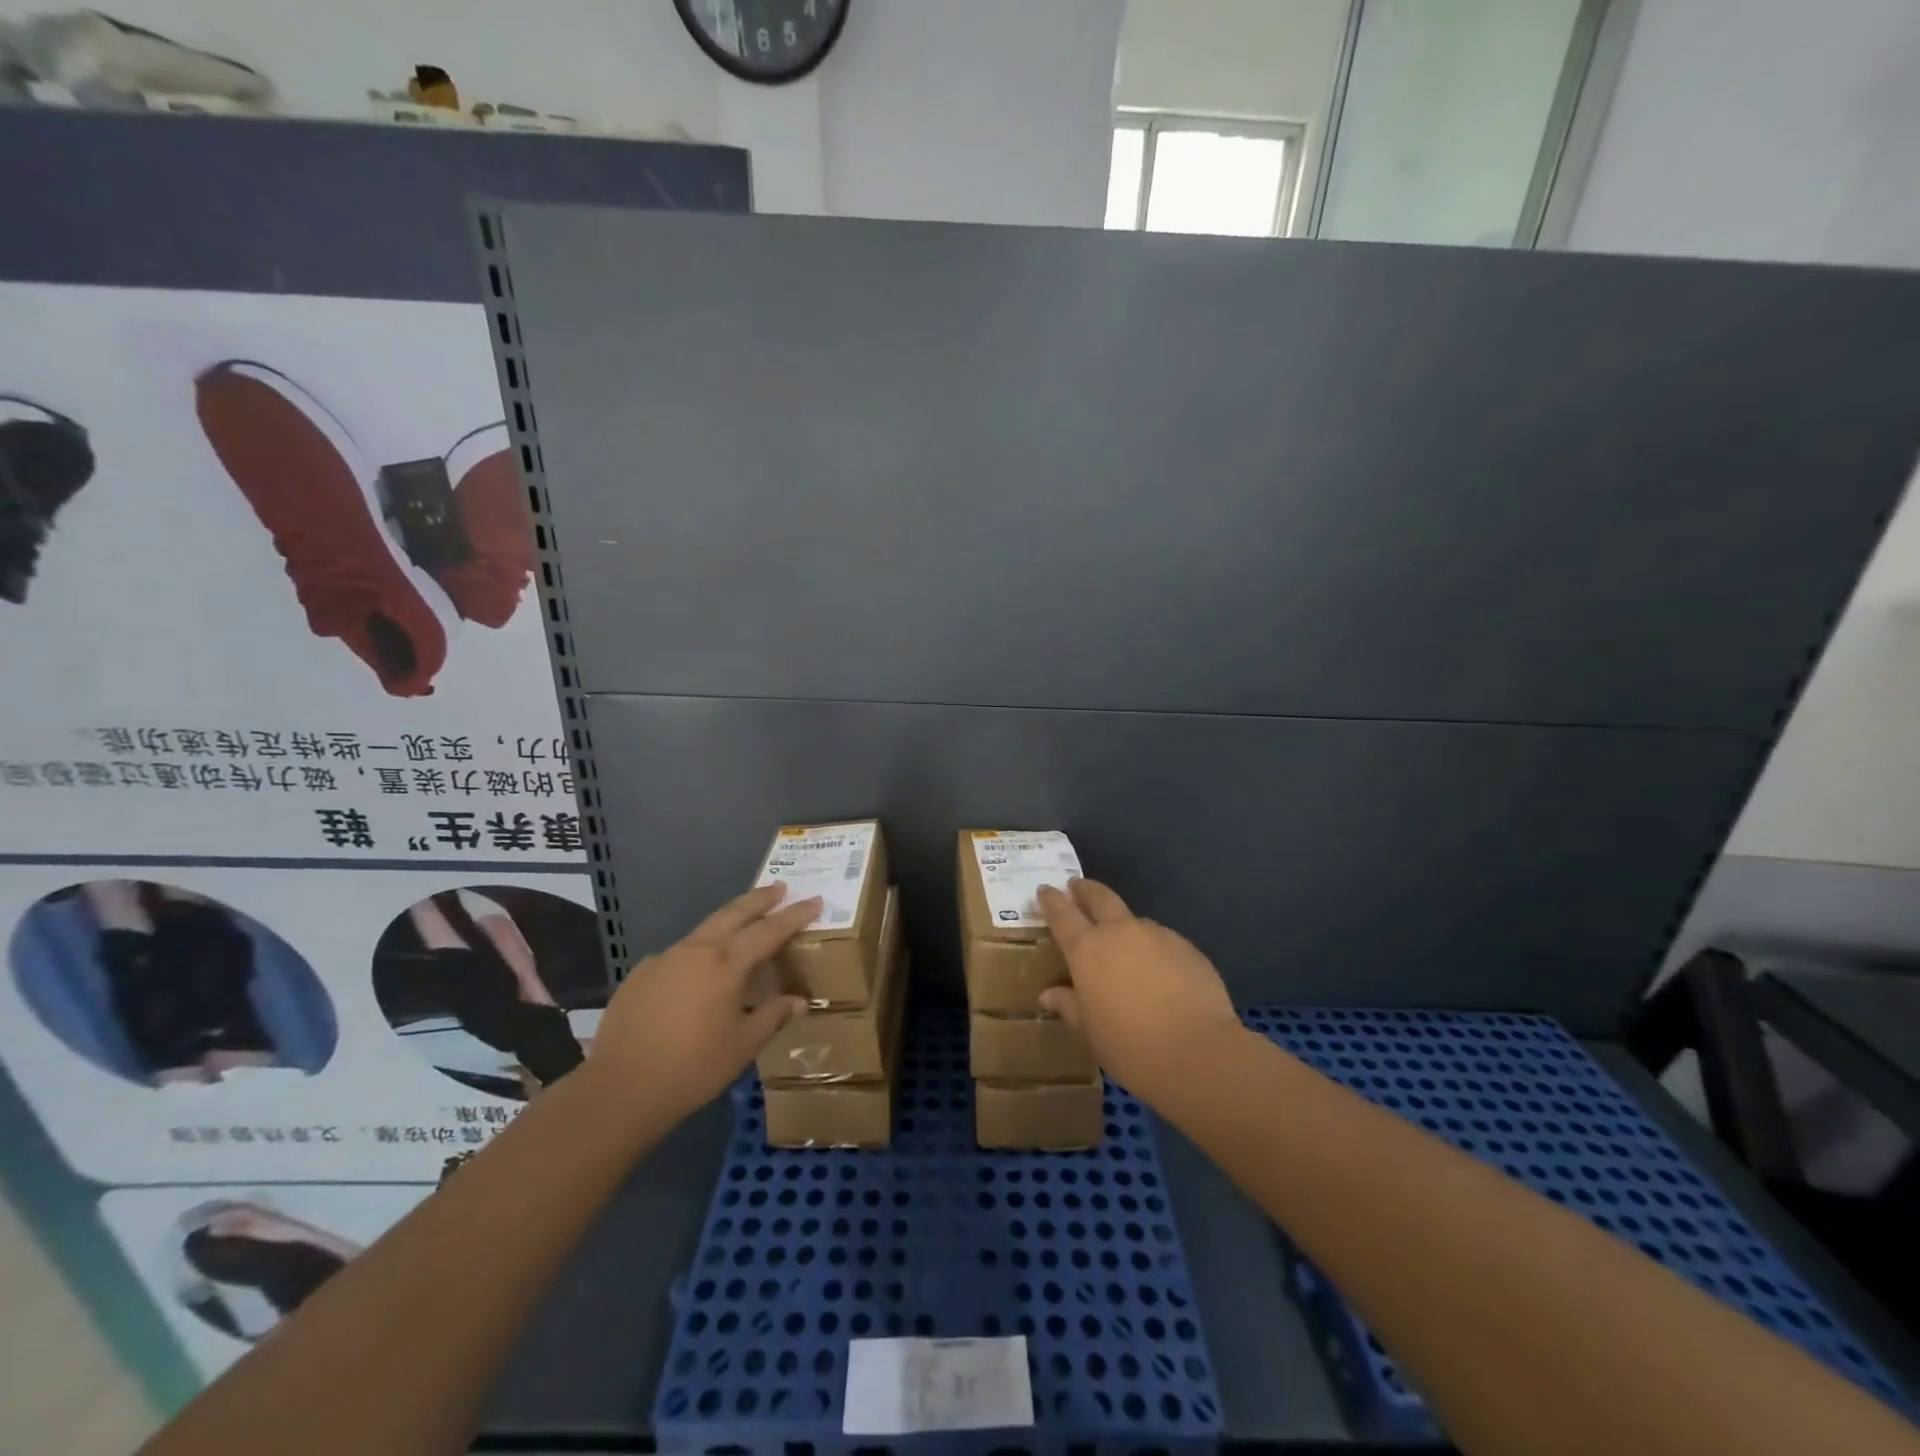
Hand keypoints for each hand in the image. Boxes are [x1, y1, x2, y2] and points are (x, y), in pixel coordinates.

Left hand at [588, 884, 819, 1120]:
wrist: (620, 1089)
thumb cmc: (693, 1068)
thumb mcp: (744, 1045)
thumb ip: (773, 1016)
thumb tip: (799, 1001)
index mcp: (726, 964)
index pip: (769, 930)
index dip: (794, 915)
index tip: (814, 900)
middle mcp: (696, 951)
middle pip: (734, 913)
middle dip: (760, 899)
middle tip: (780, 888)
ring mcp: (663, 959)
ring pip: (704, 930)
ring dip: (728, 922)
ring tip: (743, 925)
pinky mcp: (639, 975)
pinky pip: (677, 955)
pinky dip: (697, 953)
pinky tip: (697, 973)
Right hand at [1037, 878, 1246, 1103]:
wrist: (1197, 1051)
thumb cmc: (1129, 1045)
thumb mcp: (1090, 1031)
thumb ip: (1069, 1005)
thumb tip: (1049, 994)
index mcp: (1087, 949)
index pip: (1062, 914)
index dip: (1052, 900)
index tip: (1045, 889)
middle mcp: (1120, 932)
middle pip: (1100, 897)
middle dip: (1086, 889)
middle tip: (1077, 886)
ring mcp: (1157, 935)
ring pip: (1134, 920)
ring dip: (1124, 926)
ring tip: (1125, 948)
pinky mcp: (1187, 947)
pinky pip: (1162, 941)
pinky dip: (1154, 949)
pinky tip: (1160, 975)